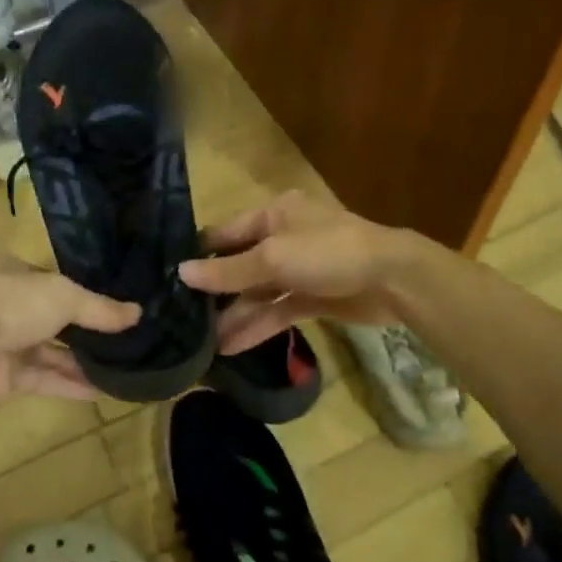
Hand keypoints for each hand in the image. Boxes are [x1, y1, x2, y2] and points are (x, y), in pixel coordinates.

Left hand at [0, 264, 138, 407]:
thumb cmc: (13, 305)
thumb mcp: (66, 296)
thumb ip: (101, 308)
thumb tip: (138, 313)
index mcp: (10, 273)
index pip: (49, 279)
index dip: (80, 290)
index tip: (112, 303)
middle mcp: (4, 305)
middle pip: (51, 317)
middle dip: (84, 329)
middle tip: (123, 337)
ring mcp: (2, 343)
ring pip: (49, 351)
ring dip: (81, 360)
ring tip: (121, 366)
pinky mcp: (4, 378)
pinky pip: (44, 379)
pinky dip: (70, 384)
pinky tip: (103, 390)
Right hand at [179, 191, 420, 354]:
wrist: (393, 280)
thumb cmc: (329, 253)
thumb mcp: (274, 258)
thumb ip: (229, 270)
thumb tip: (182, 273)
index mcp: (274, 214)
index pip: (226, 233)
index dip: (200, 255)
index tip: (168, 280)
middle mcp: (284, 238)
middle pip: (240, 266)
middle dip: (214, 293)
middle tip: (180, 319)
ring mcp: (300, 270)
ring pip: (258, 294)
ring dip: (234, 316)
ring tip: (202, 344)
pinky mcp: (313, 298)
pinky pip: (278, 312)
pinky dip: (257, 327)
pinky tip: (231, 347)